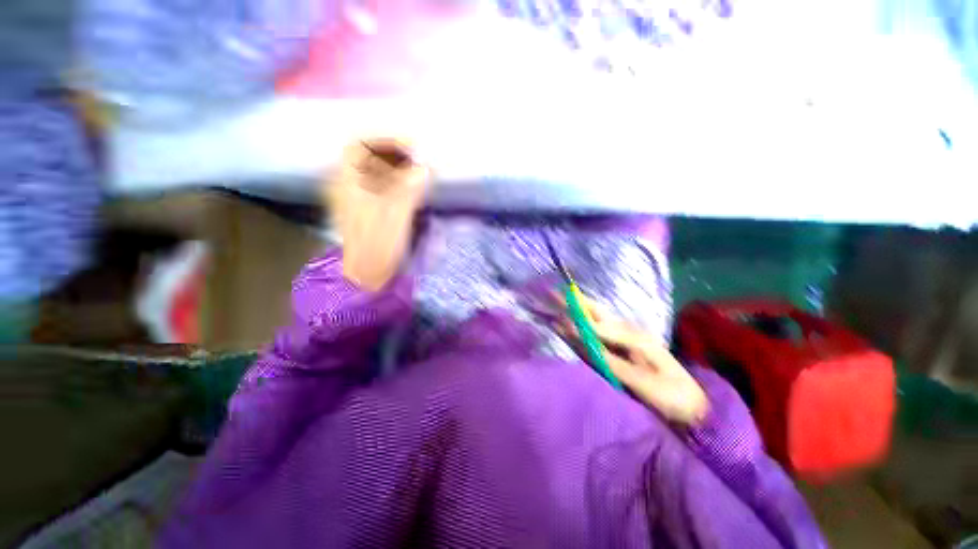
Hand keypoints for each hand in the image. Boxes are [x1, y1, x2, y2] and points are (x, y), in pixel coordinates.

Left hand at [326, 138, 429, 290]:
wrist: (367, 275)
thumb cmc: (378, 247)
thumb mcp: (395, 216)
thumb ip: (409, 189)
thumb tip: (426, 167)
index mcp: (347, 183)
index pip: (360, 145)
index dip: (386, 140)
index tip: (413, 146)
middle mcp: (346, 185)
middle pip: (367, 156)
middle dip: (394, 152)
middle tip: (419, 158)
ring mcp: (355, 197)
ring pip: (374, 171)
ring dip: (396, 166)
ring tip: (418, 170)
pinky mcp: (365, 209)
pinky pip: (379, 185)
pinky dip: (396, 181)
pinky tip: (410, 188)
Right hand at [557, 296, 708, 425]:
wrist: (696, 408)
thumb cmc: (671, 396)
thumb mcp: (643, 382)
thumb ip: (613, 362)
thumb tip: (586, 344)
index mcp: (635, 338)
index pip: (599, 327)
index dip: (577, 323)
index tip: (558, 319)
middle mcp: (630, 332)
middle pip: (598, 313)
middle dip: (576, 302)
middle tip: (554, 293)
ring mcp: (629, 338)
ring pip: (599, 318)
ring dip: (579, 309)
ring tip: (561, 300)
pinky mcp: (627, 346)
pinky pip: (601, 329)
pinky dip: (586, 322)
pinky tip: (577, 319)